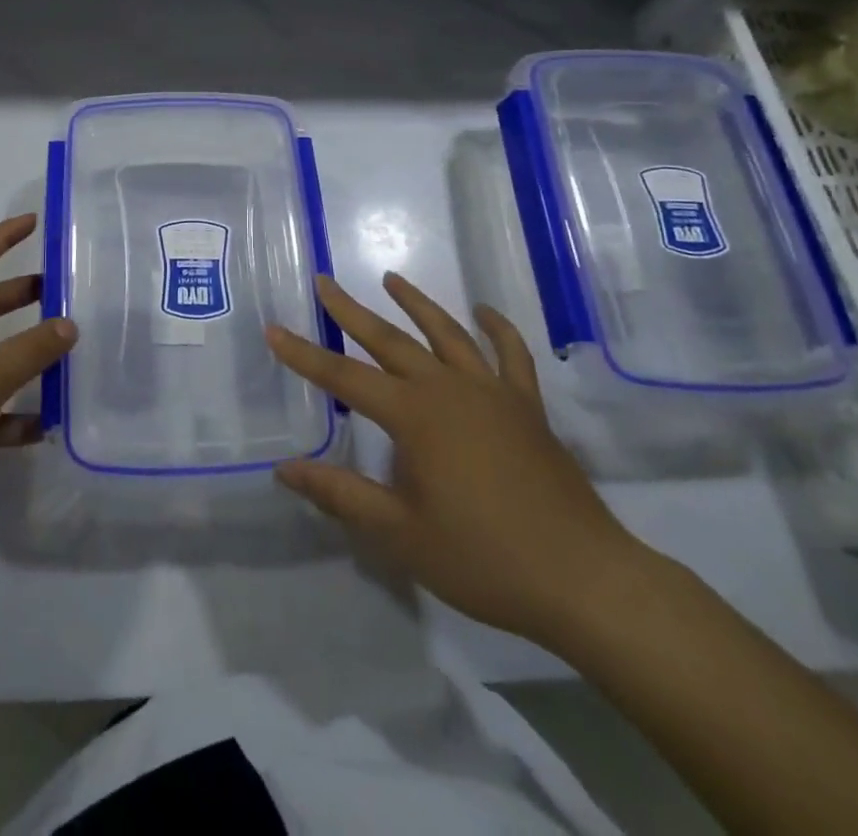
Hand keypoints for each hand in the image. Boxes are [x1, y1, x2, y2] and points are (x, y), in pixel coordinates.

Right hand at [267, 272, 653, 649]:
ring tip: (391, 279)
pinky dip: (497, 328)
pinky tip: (485, 311)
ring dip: (416, 303)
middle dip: (351, 311)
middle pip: (389, 340)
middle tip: (325, 282)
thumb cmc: (484, 559)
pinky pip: (510, 355)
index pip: (344, 378)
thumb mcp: (400, 534)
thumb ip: (341, 495)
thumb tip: (285, 469)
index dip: (305, 355)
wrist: (583, 579)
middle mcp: (449, 390)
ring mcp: (492, 392)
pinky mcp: (527, 406)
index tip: (274, 328)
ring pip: (447, 333)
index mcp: (415, 417)